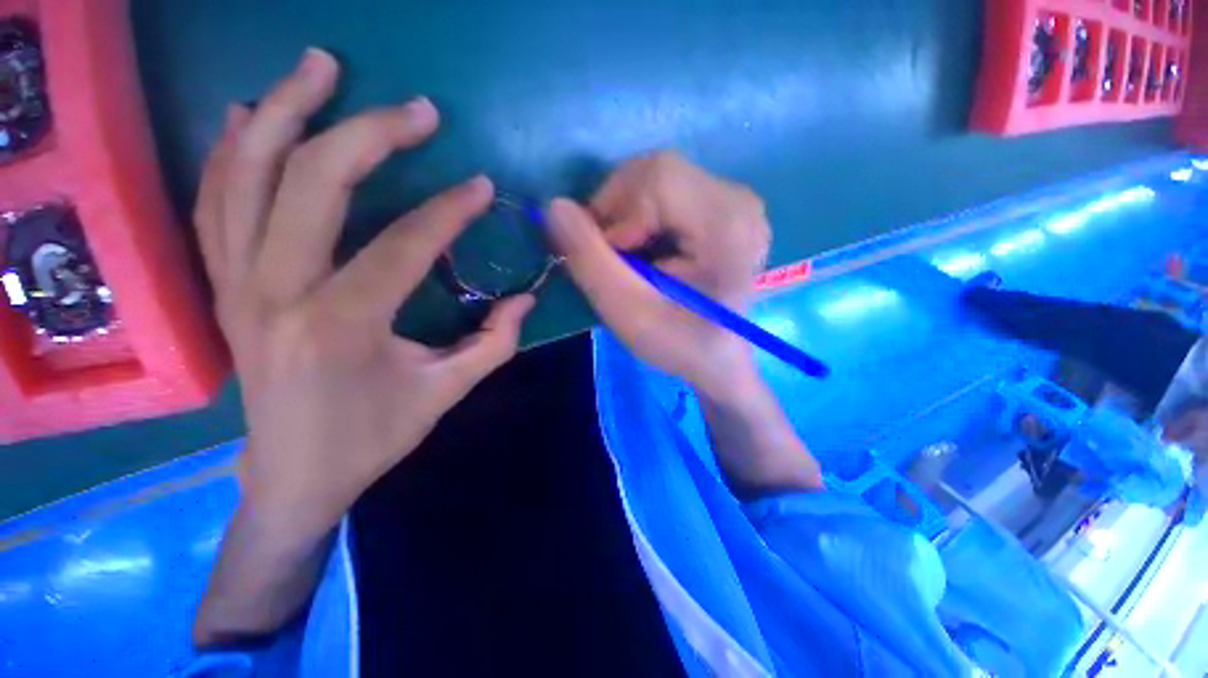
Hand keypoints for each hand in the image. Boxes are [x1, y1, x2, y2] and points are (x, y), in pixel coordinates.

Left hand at [196, 49, 532, 536]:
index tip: (481, 186)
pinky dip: (231, 151)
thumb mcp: (446, 393)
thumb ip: (493, 343)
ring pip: (247, 174)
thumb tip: (526, 300)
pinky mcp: (222, 286)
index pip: (402, 245)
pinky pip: (216, 201)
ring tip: (318, 66)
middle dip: (369, 133)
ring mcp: (237, 284)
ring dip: (283, 111)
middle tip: (416, 108)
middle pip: (312, 183)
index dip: (449, 211)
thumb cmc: (373, 438)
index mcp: (340, 326)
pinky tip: (249, 116)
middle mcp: (275, 293)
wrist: (292, 476)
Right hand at [546, 151, 769, 398]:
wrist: (717, 356)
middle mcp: (739, 201)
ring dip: (627, 214)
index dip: (616, 210)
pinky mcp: (725, 207)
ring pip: (659, 178)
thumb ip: (590, 261)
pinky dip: (642, 215)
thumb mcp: (628, 313)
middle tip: (611, 255)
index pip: (657, 179)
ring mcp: (736, 201)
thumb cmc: (679, 343)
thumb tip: (555, 207)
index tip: (608, 257)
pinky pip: (669, 190)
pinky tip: (646, 248)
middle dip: (617, 210)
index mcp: (727, 225)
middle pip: (658, 171)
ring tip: (628, 256)